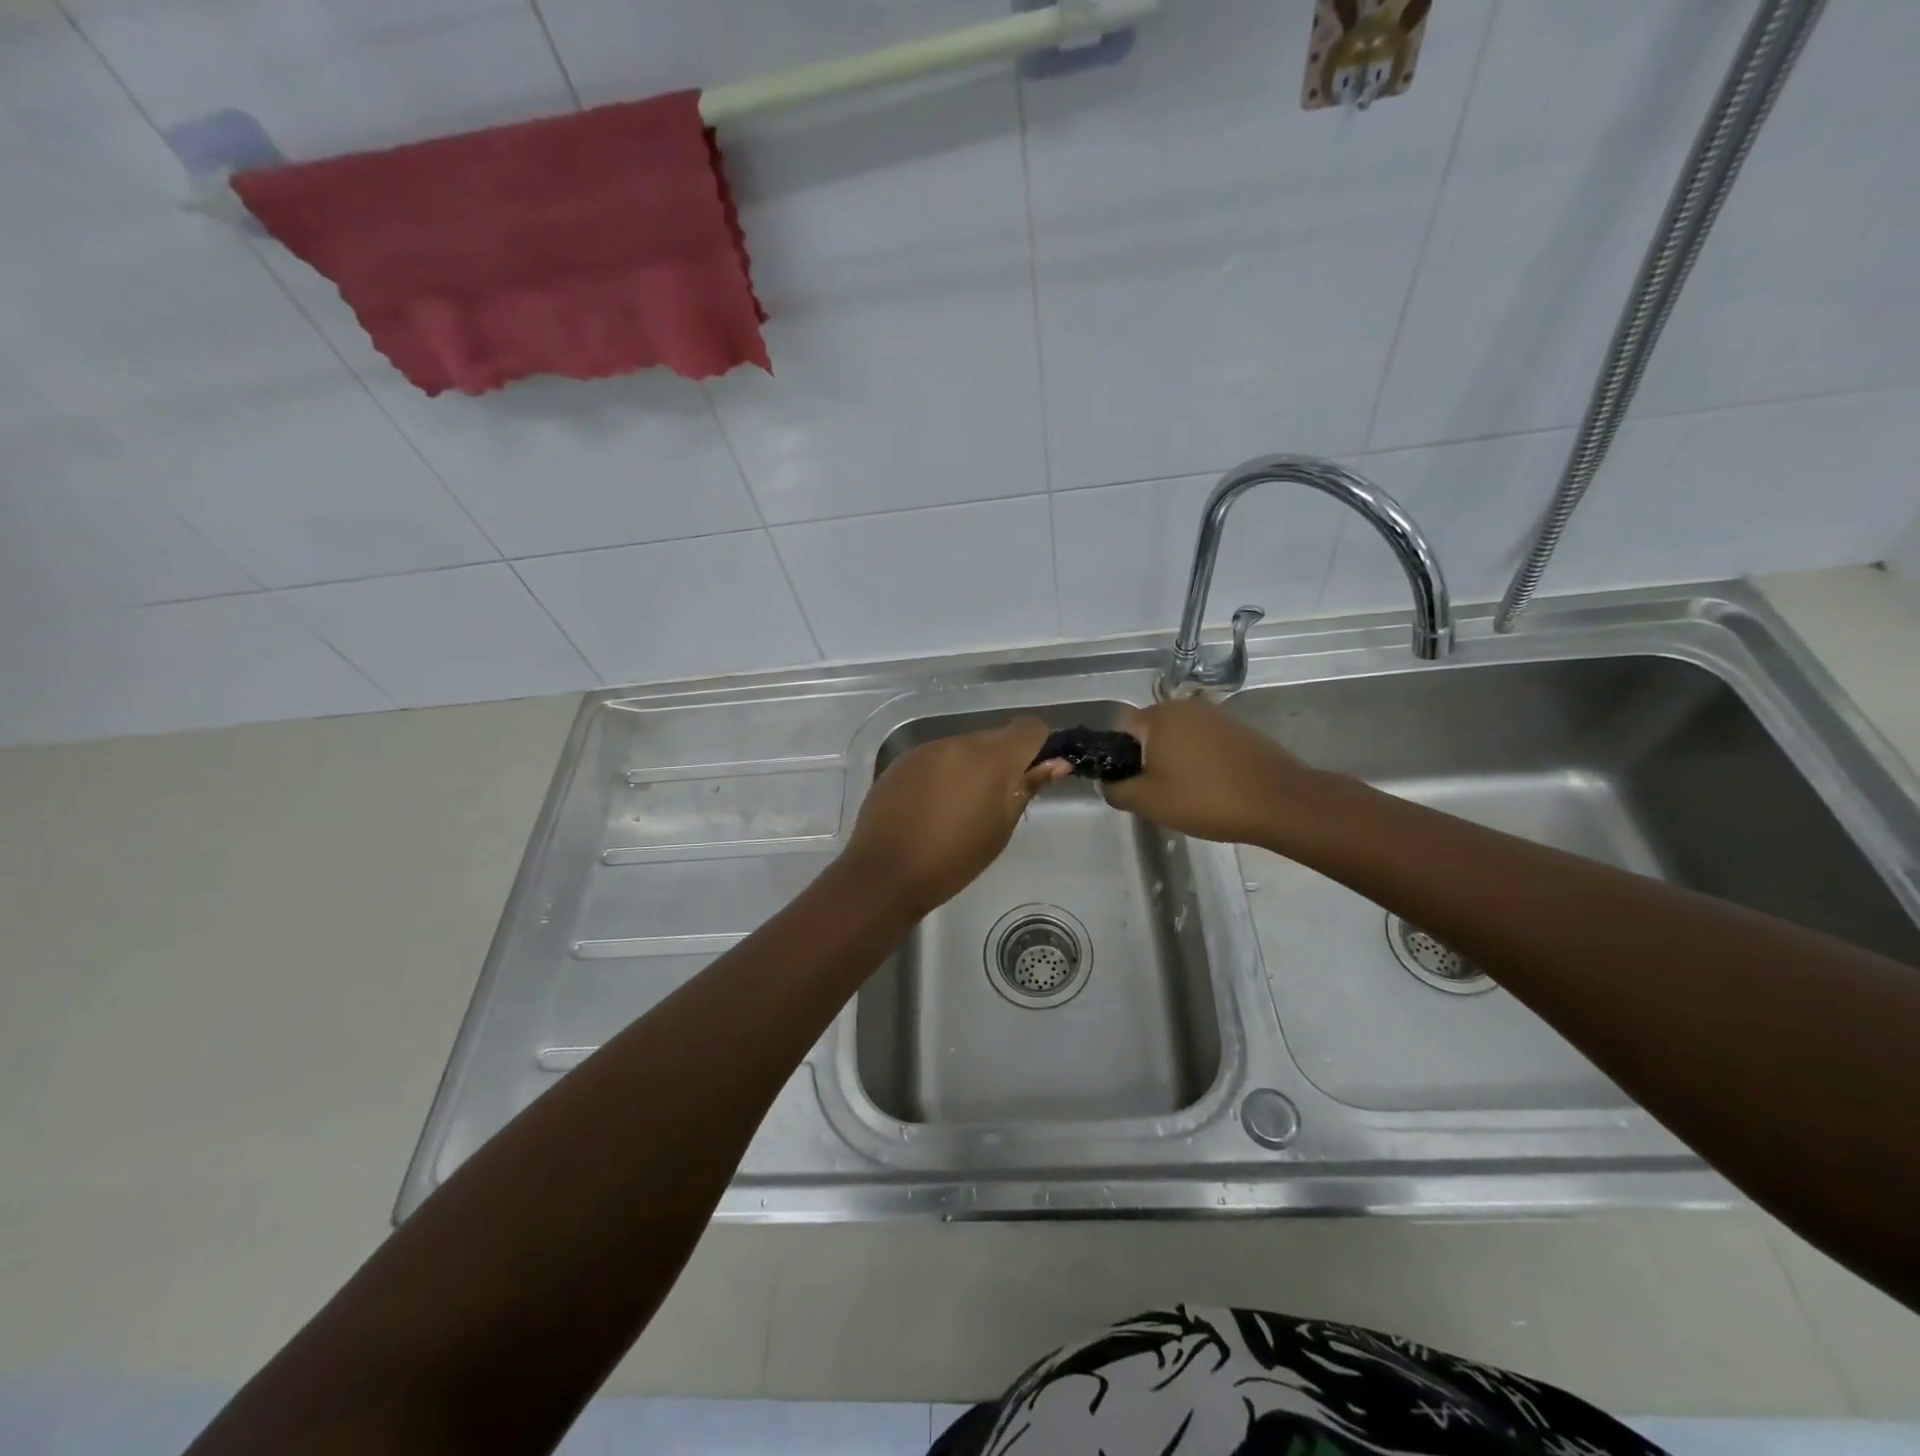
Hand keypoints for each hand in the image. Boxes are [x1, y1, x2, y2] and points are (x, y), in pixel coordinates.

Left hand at [845, 716, 1069, 915]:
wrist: (885, 873)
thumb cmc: (954, 860)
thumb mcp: (1001, 828)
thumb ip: (1027, 788)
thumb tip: (1057, 763)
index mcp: (991, 758)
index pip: (1028, 727)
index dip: (1037, 746)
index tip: (1032, 774)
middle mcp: (959, 742)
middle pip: (994, 738)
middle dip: (1001, 761)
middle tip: (995, 802)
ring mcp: (926, 749)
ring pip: (963, 748)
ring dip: (969, 768)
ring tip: (959, 809)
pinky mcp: (902, 761)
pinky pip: (935, 758)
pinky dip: (942, 774)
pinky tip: (930, 807)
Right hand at [1102, 697, 1321, 848]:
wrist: (1279, 802)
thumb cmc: (1205, 799)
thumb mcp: (1148, 802)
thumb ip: (1116, 790)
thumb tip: (1108, 783)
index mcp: (1157, 716)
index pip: (1119, 728)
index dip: (1116, 756)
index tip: (1128, 783)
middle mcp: (1184, 706)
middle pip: (1149, 730)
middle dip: (1145, 758)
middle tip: (1155, 793)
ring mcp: (1214, 715)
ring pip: (1176, 736)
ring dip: (1172, 759)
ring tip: (1184, 792)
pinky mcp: (1237, 728)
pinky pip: (1202, 741)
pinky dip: (1197, 759)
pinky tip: (1209, 786)